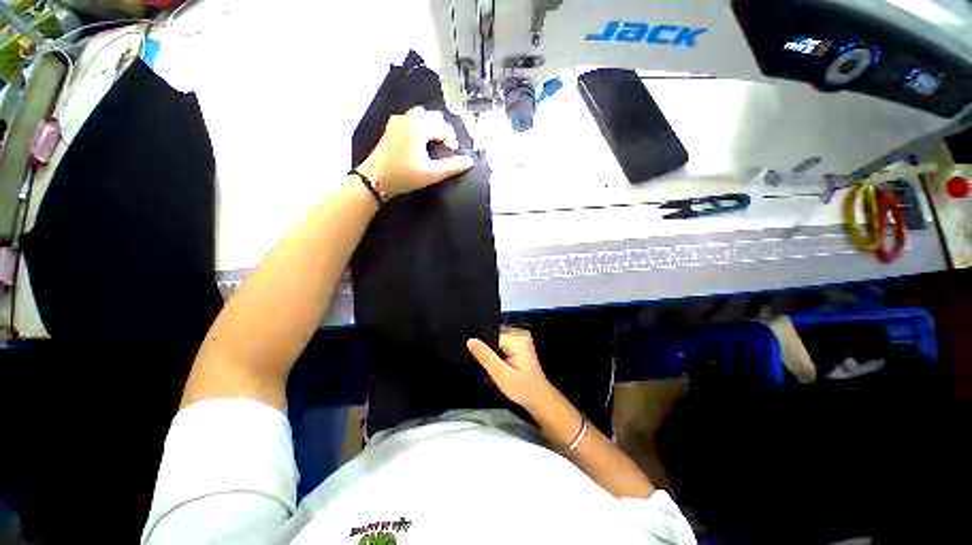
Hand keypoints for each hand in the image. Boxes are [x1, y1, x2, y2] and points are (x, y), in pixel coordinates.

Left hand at [357, 106, 474, 197]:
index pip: (445, 128)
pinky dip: (419, 127)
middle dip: (443, 132)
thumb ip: (453, 166)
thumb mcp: (432, 173)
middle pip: (435, 117)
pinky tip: (418, 142)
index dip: (452, 142)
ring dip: (432, 128)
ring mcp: (398, 120)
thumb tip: (470, 161)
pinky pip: (411, 119)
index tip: (451, 157)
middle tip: (444, 151)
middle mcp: (410, 116)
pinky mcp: (391, 126)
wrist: (375, 178)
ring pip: (422, 116)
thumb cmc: (404, 175)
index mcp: (420, 125)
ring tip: (433, 146)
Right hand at [467, 326, 552, 410]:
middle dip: (487, 348)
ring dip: (492, 352)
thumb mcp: (500, 374)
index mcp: (516, 339)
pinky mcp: (521, 346)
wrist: (539, 399)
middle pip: (495, 335)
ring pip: (498, 340)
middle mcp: (520, 335)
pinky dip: (498, 354)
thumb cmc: (521, 388)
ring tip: (490, 365)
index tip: (473, 353)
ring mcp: (522, 340)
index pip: (492, 333)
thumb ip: (485, 356)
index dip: (482, 343)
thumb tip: (470, 340)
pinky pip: (504, 344)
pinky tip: (497, 365)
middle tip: (482, 363)